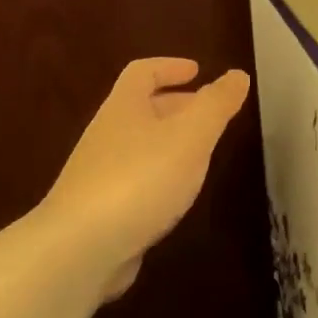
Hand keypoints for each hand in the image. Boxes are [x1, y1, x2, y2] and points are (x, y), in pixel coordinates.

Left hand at [42, 58, 251, 298]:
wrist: (79, 250)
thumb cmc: (140, 179)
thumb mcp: (190, 136)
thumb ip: (216, 105)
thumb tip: (237, 75)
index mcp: (124, 108)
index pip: (142, 73)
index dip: (169, 67)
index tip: (198, 70)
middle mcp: (107, 136)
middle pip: (141, 109)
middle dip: (177, 106)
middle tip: (210, 114)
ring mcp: (99, 175)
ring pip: (140, 146)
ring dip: (171, 144)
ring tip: (202, 155)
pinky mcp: (100, 212)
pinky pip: (135, 181)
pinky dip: (160, 178)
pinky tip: (177, 196)